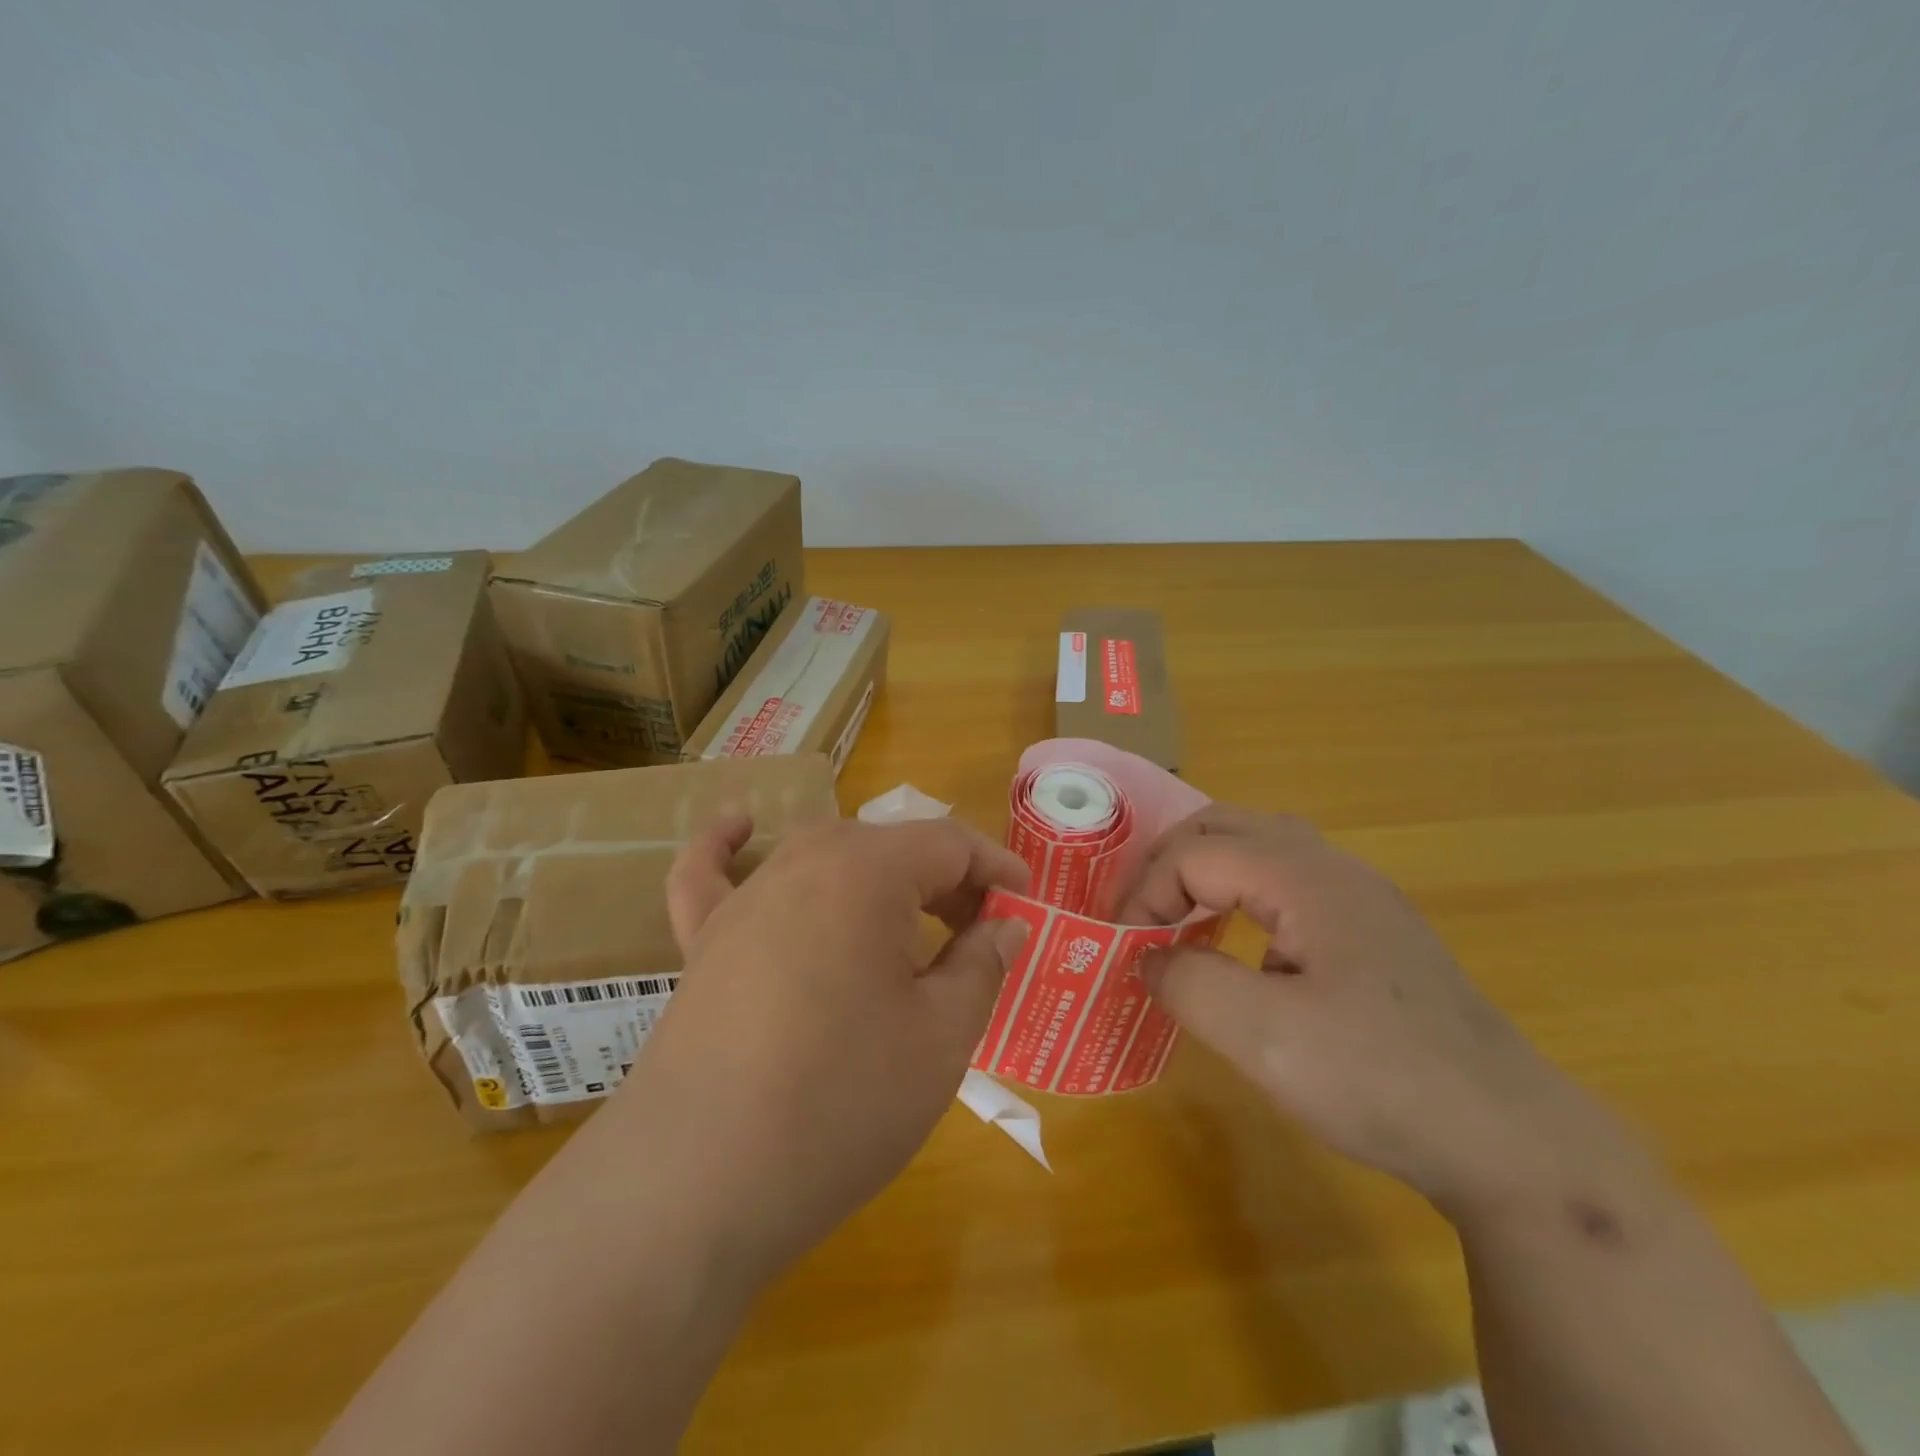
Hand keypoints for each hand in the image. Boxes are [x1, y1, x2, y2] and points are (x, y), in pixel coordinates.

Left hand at [608, 816, 1030, 1279]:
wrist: (699, 1184)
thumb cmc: (841, 1102)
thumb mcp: (940, 1038)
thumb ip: (981, 965)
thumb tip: (1003, 925)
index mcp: (866, 871)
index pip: (949, 843)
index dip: (996, 869)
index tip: (1026, 906)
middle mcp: (802, 863)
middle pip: (890, 848)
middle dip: (946, 882)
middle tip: (980, 934)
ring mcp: (744, 899)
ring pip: (825, 858)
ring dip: (877, 880)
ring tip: (911, 923)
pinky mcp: (702, 940)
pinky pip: (712, 874)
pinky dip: (729, 847)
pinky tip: (742, 828)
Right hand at [1118, 806, 1631, 1214]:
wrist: (1511, 1142)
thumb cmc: (1380, 1079)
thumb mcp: (1263, 1037)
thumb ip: (1186, 984)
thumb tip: (1148, 958)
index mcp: (1306, 879)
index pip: (1197, 853)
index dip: (1147, 893)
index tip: (1125, 949)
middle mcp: (1335, 870)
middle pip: (1230, 825)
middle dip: (1171, 861)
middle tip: (1141, 913)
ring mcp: (1362, 900)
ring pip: (1264, 848)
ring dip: (1209, 870)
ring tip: (1177, 915)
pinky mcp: (1375, 935)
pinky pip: (1289, 884)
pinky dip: (1244, 895)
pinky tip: (1243, 949)